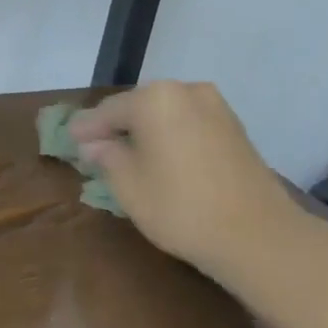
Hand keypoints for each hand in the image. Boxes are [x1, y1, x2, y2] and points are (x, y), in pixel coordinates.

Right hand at [68, 81, 297, 269]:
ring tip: (128, 155)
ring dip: (145, 131)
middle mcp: (186, 91)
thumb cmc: (180, 206)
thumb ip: (105, 155)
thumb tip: (94, 143)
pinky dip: (171, 137)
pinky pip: (189, 125)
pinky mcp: (235, 129)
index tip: (69, 140)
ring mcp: (216, 108)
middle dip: (117, 126)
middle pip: (138, 107)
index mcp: (154, 98)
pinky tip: (162, 159)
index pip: (108, 110)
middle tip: (96, 147)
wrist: (259, 236)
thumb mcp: (127, 184)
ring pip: (166, 115)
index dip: (86, 128)